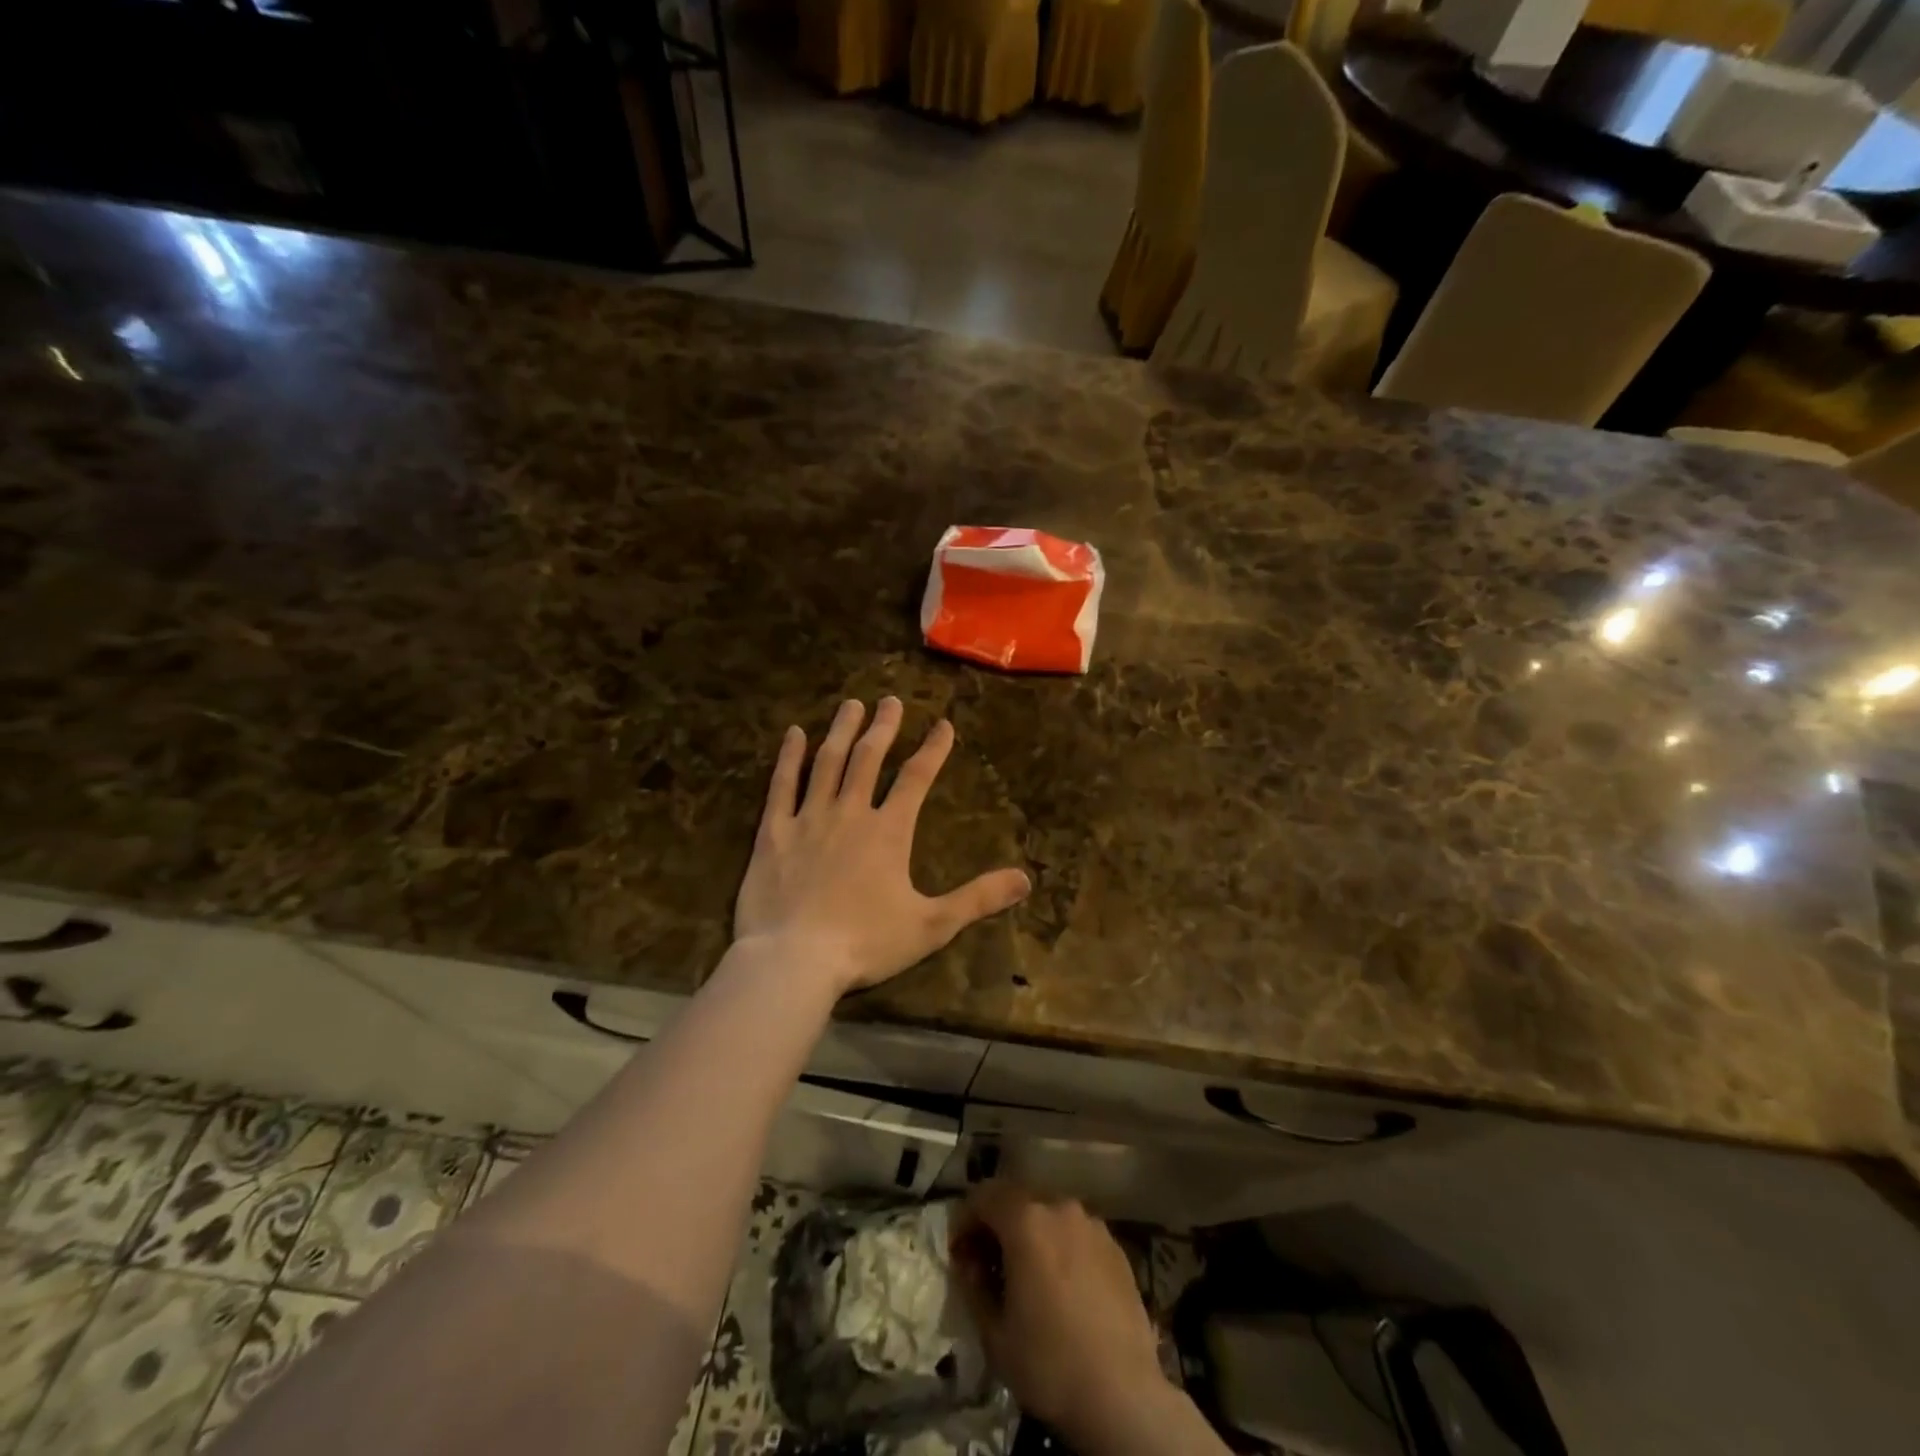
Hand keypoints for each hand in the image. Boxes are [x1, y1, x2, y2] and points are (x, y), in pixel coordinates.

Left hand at [733, 697, 1030, 997]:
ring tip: (851, 705)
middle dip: (884, 727)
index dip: (933, 749)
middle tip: (891, 700)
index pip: (916, 778)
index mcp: (888, 831)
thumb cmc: (866, 943)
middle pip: (869, 758)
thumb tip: (1026, 879)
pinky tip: (793, 734)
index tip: (944, 724)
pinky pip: (782, 785)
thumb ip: (977, 898)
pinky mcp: (774, 832)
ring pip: (827, 762)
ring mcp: (808, 818)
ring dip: (841, 731)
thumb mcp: (932, 925)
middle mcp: (850, 813)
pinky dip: (789, 757)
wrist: (794, 959)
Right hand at [951, 1183, 1175, 1450]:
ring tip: (1027, 1276)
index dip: (965, 1219)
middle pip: (1018, 1201)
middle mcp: (1060, 1208)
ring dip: (1031, 1235)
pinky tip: (1062, 1286)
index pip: (984, 1196)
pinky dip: (1060, 1247)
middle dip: (997, 1225)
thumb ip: (974, 1286)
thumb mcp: (994, 1334)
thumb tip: (970, 1263)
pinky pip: (1076, 1234)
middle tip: (988, 1265)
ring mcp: (1092, 1224)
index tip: (959, 1252)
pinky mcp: (1116, 1246)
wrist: (1123, 1396)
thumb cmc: (1050, 1364)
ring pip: (1049, 1216)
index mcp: (1027, 1220)